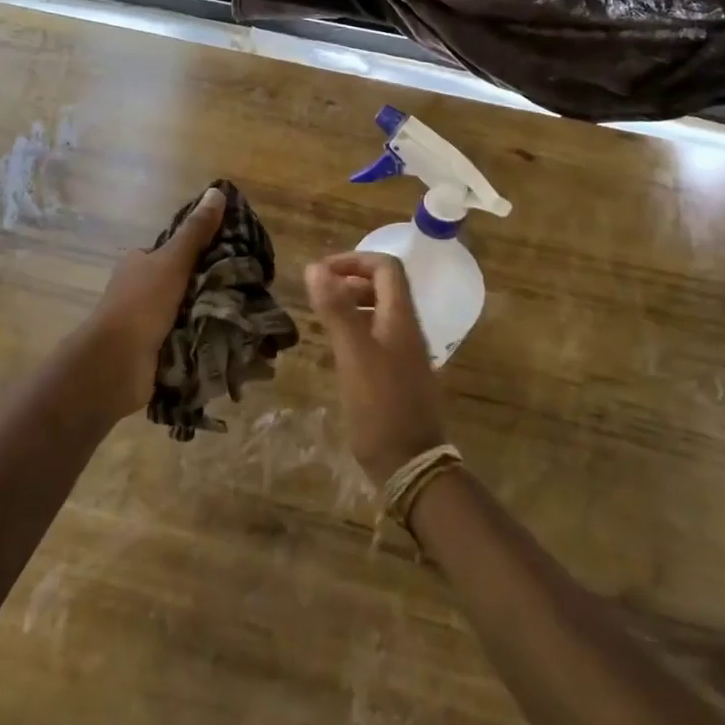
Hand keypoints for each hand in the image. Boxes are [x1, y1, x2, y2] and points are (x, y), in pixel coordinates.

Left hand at [69, 186, 227, 417]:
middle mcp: (138, 291)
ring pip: (185, 313)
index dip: (198, 253)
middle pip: (181, 283)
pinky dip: (202, 341)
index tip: (231, 257)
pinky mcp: (153, 352)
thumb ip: (196, 231)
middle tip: (243, 289)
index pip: (172, 252)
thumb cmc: (142, 303)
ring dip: (207, 316)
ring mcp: (144, 324)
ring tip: (243, 315)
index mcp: (138, 264)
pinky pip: (184, 340)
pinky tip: (228, 340)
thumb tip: (217, 191)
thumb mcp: (173, 260)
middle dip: (207, 287)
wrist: (115, 364)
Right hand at [305, 251, 448, 484]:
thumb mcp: (353, 353)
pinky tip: (337, 349)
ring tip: (322, 316)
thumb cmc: (380, 405)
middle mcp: (407, 329)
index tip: (322, 271)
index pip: (386, 267)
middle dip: (350, 280)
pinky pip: (377, 336)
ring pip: (379, 312)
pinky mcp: (399, 375)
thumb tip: (314, 267)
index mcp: (400, 317)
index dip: (354, 260)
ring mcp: (406, 353)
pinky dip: (356, 329)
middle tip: (318, 292)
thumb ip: (336, 309)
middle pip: (384, 287)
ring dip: (352, 304)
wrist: (410, 464)